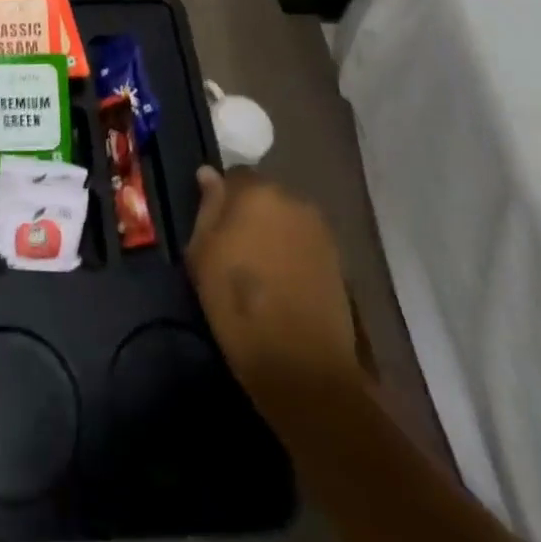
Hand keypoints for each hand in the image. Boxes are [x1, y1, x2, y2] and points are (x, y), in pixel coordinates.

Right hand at [187, 166, 363, 423]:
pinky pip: (304, 242)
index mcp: (257, 192)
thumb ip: (207, 207)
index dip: (221, 199)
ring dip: (272, 232)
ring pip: (285, 219)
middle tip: (233, 247)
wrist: (303, 368)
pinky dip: (291, 253)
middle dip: (249, 213)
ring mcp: (320, 231)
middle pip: (264, 195)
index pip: (234, 175)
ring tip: (259, 267)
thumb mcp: (202, 254)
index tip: (213, 226)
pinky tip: (281, 282)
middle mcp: (293, 200)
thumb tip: (208, 173)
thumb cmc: (238, 305)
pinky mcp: (338, 261)